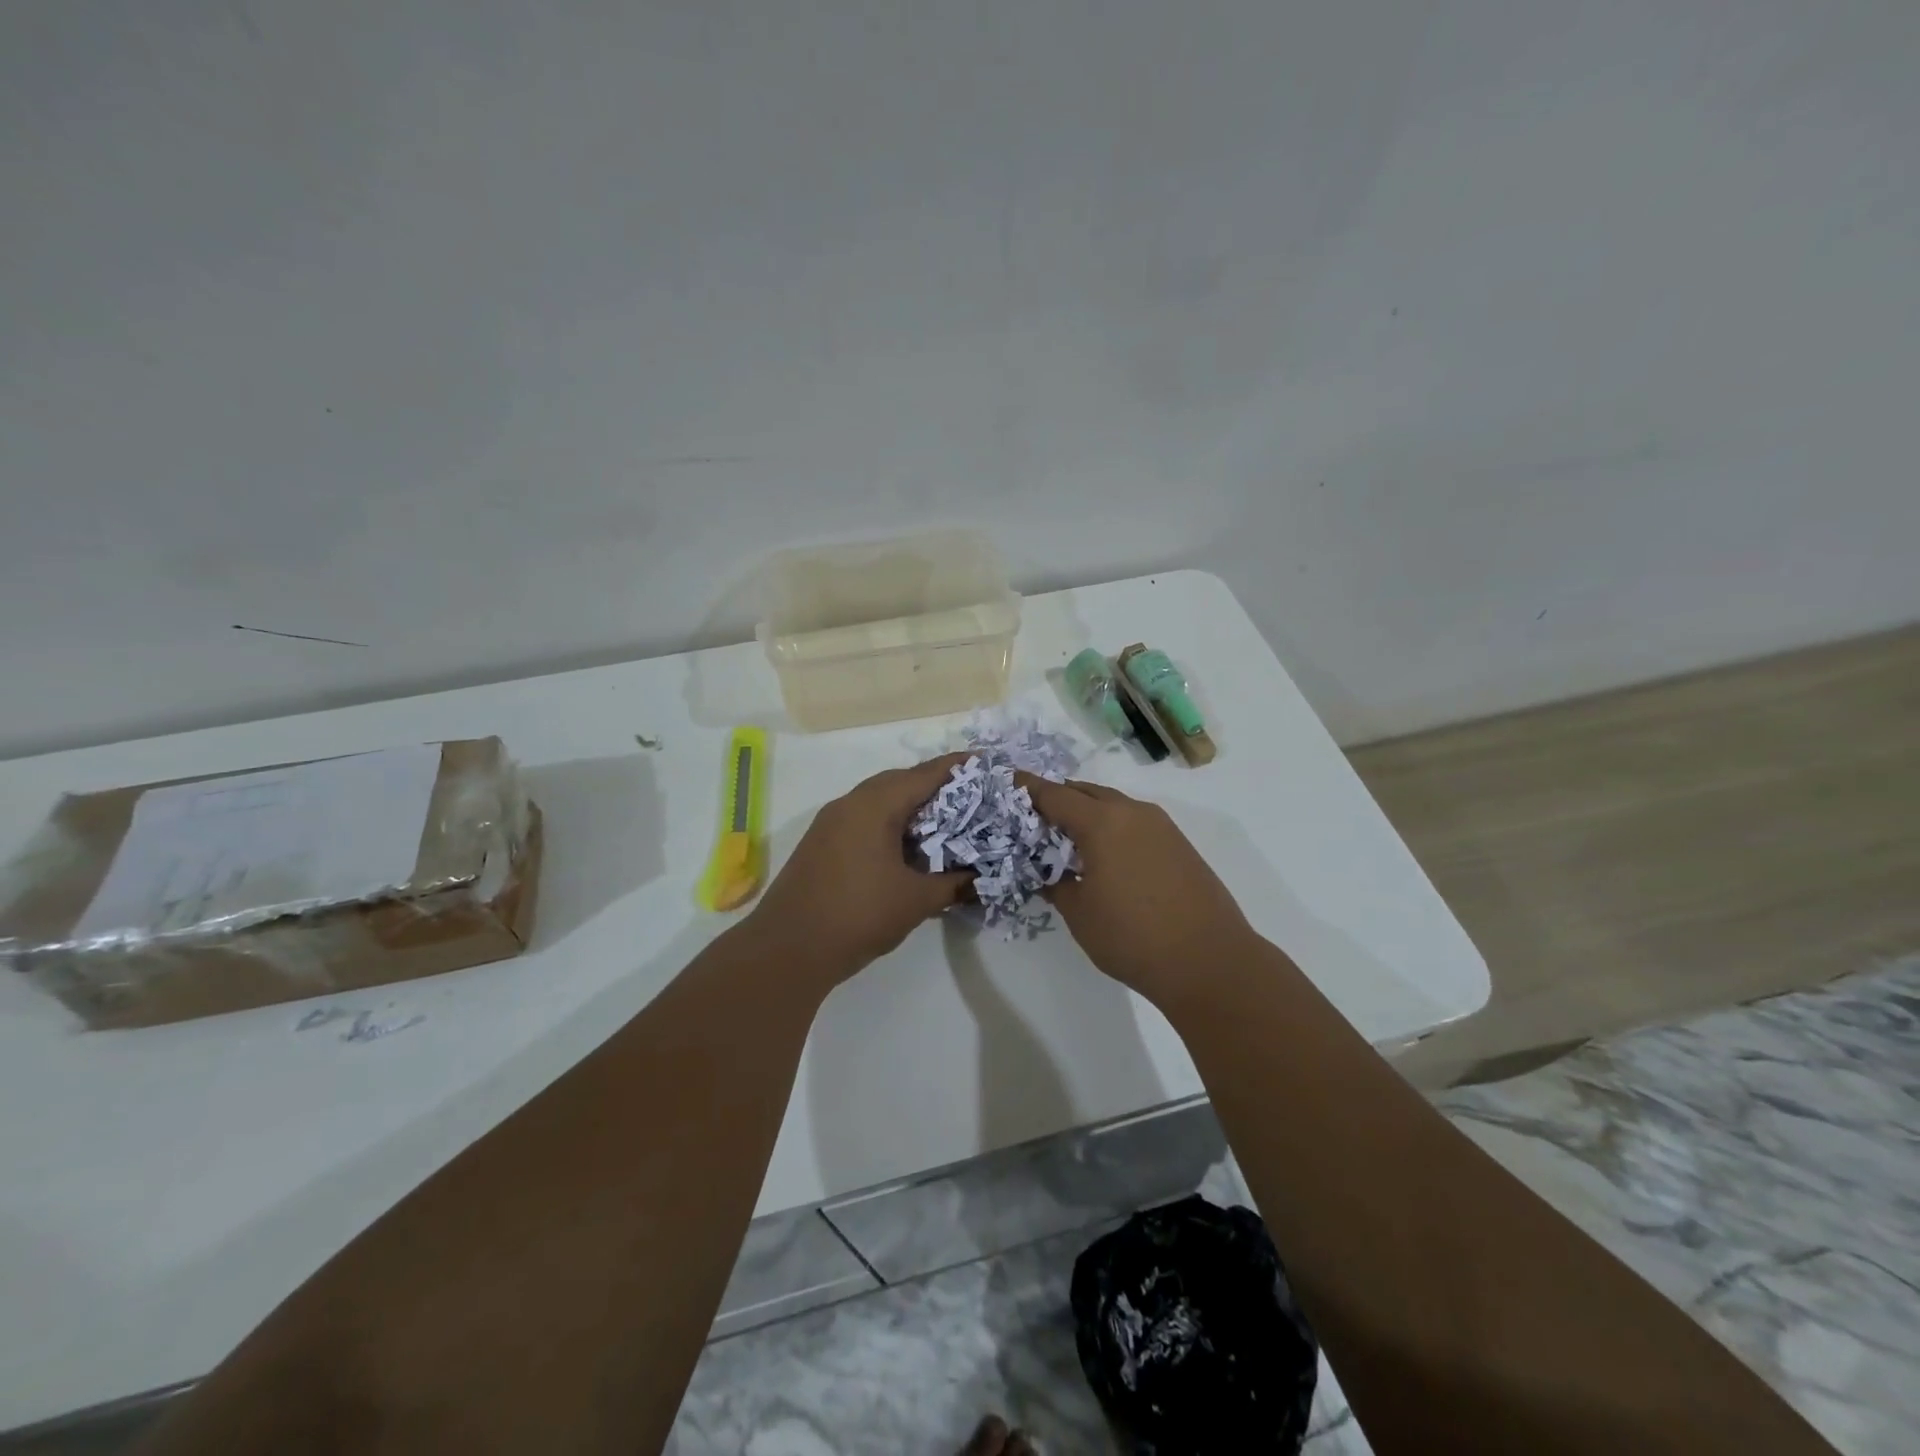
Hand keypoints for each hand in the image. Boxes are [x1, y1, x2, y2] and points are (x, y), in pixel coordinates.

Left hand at [746, 754, 973, 981]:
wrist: (788, 948)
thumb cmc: (858, 915)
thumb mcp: (916, 901)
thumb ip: (952, 885)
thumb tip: (978, 880)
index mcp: (875, 805)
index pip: (924, 775)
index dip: (957, 768)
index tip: (984, 763)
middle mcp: (850, 803)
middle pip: (899, 781)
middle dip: (933, 786)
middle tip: (968, 797)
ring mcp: (830, 823)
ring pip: (877, 800)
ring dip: (908, 806)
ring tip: (941, 822)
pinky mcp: (820, 843)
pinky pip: (862, 819)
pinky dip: (888, 823)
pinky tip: (904, 847)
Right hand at [1018, 776, 1256, 1007]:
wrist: (1209, 961)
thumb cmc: (1133, 937)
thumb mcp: (1080, 914)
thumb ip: (1056, 885)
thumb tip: (1047, 874)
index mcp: (1103, 823)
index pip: (1055, 795)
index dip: (1028, 788)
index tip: (1006, 782)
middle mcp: (1132, 813)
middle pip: (1085, 792)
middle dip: (1057, 797)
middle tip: (1032, 814)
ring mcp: (1161, 826)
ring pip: (1113, 805)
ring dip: (1086, 812)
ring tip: (1064, 835)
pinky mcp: (1178, 844)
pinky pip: (1134, 822)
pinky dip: (1111, 826)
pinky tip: (1103, 853)